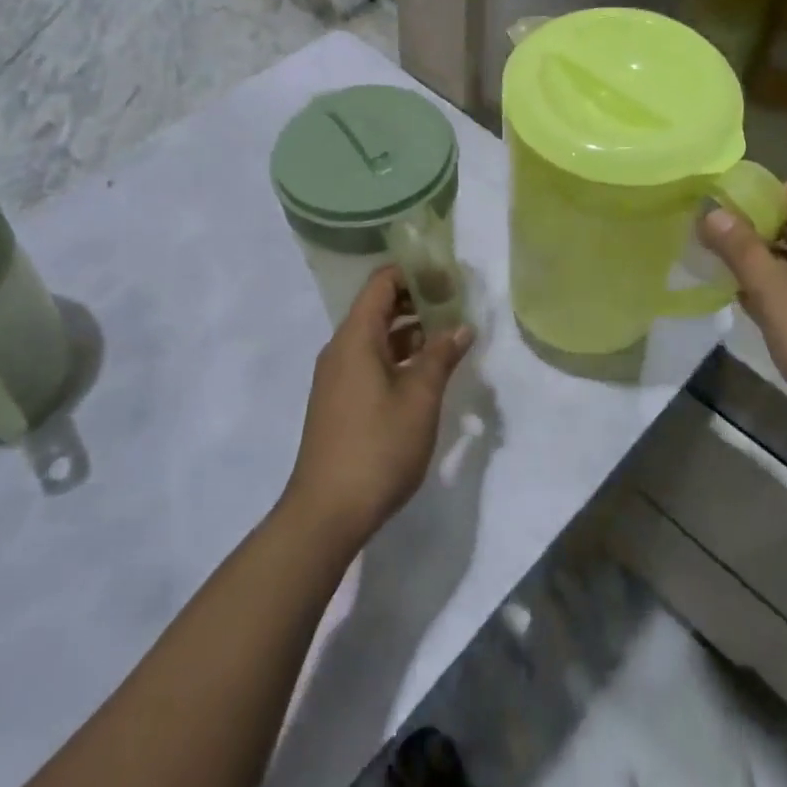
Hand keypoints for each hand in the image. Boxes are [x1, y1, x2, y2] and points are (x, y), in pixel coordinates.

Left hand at [283, 266, 473, 548]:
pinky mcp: (340, 401)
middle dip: (418, 300)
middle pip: (379, 307)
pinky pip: (371, 361)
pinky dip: (399, 356)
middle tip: (457, 305)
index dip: (416, 273)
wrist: (326, 513)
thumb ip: (441, 356)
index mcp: (355, 337)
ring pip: (377, 337)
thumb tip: (461, 326)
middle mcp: (341, 349)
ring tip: (450, 336)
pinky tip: (427, 372)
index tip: (450, 279)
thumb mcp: (419, 398)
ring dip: (411, 331)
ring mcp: (338, 377)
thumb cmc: (377, 447)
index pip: (383, 283)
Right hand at [698, 182, 786, 449]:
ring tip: (718, 270)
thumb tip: (710, 210)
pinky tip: (748, 302)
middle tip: (707, 243)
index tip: (713, 212)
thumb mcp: (778, 298)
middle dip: (751, 229)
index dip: (752, 196)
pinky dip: (778, 284)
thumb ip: (742, 251)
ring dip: (761, 259)